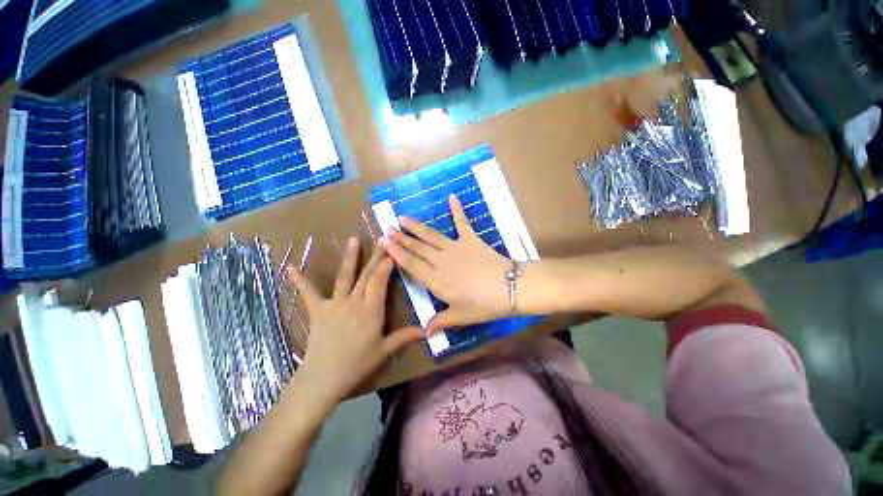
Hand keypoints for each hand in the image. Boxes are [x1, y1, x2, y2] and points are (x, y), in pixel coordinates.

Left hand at [286, 237, 422, 406]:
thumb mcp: (384, 350)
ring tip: (353, 239)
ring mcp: (335, 304)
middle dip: (376, 256)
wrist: (323, 378)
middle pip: (367, 274)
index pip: (380, 280)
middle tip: (382, 239)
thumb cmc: (357, 364)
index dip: (387, 264)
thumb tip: (427, 332)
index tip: (393, 251)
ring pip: (345, 276)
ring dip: (350, 257)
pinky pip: (308, 293)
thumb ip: (404, 337)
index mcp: (371, 310)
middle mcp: (354, 301)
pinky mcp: (318, 310)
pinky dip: (299, 280)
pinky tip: (289, 267)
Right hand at [380, 194, 511, 334]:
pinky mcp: (471, 239)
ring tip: (403, 217)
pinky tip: (452, 197)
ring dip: (416, 226)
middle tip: (388, 227)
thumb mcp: (461, 317)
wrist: (509, 287)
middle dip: (401, 238)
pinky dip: (457, 210)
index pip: (411, 264)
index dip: (396, 253)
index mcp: (436, 280)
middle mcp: (441, 261)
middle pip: (417, 248)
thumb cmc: (484, 305)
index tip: (383, 241)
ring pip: (431, 235)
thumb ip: (441, 322)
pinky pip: (462, 223)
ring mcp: (456, 247)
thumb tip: (426, 334)